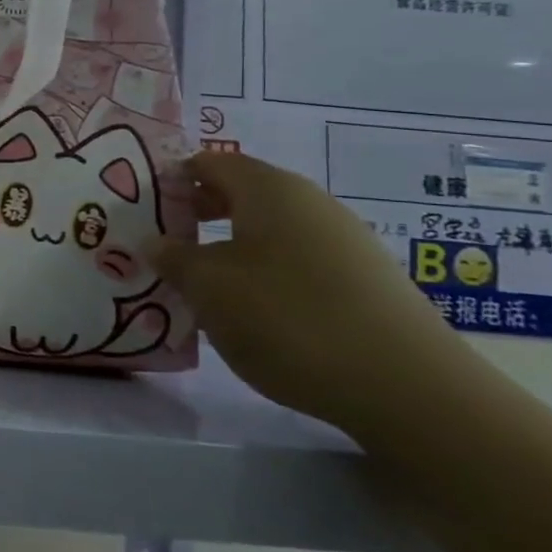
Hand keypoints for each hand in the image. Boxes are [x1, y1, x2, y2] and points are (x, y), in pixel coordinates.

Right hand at [150, 151, 474, 440]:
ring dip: (229, 247)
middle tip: (164, 243)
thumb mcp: (208, 287)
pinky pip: (297, 260)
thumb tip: (156, 242)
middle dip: (198, 213)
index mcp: (270, 190)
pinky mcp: (364, 281)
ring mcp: (345, 242)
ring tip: (202, 284)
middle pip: (242, 193)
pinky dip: (264, 273)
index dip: (174, 179)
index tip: (145, 208)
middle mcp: (311, 204)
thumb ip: (172, 258)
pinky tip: (252, 311)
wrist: (407, 388)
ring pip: (270, 230)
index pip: (211, 163)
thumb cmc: (288, 318)